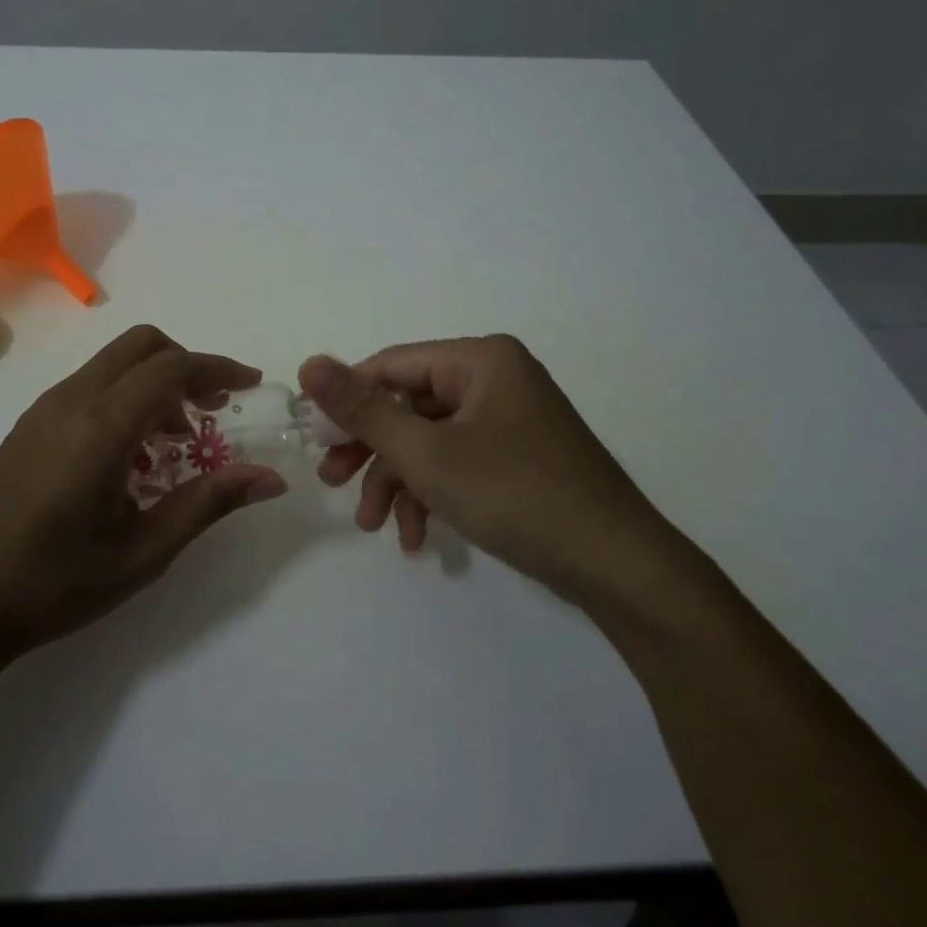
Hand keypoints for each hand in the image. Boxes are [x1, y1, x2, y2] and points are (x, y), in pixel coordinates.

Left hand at [0, 326, 287, 662]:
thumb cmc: (53, 583)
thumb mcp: (143, 552)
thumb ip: (208, 503)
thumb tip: (269, 478)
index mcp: (102, 425)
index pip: (172, 369)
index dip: (218, 368)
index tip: (252, 383)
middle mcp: (71, 401)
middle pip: (141, 346)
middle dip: (187, 363)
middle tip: (215, 404)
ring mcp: (42, 411)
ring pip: (111, 363)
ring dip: (154, 381)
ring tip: (178, 437)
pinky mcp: (26, 427)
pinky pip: (88, 387)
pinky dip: (124, 396)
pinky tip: (130, 453)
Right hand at [300, 335, 693, 608]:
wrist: (617, 566)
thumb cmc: (516, 495)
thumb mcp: (426, 453)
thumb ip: (363, 410)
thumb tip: (308, 362)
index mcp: (479, 360)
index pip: (391, 366)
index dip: (347, 401)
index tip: (313, 440)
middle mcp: (495, 379)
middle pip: (409, 405)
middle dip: (370, 450)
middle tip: (332, 483)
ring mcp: (509, 420)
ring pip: (430, 441)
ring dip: (398, 483)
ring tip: (375, 527)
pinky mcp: (517, 457)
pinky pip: (458, 463)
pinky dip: (432, 495)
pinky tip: (418, 539)